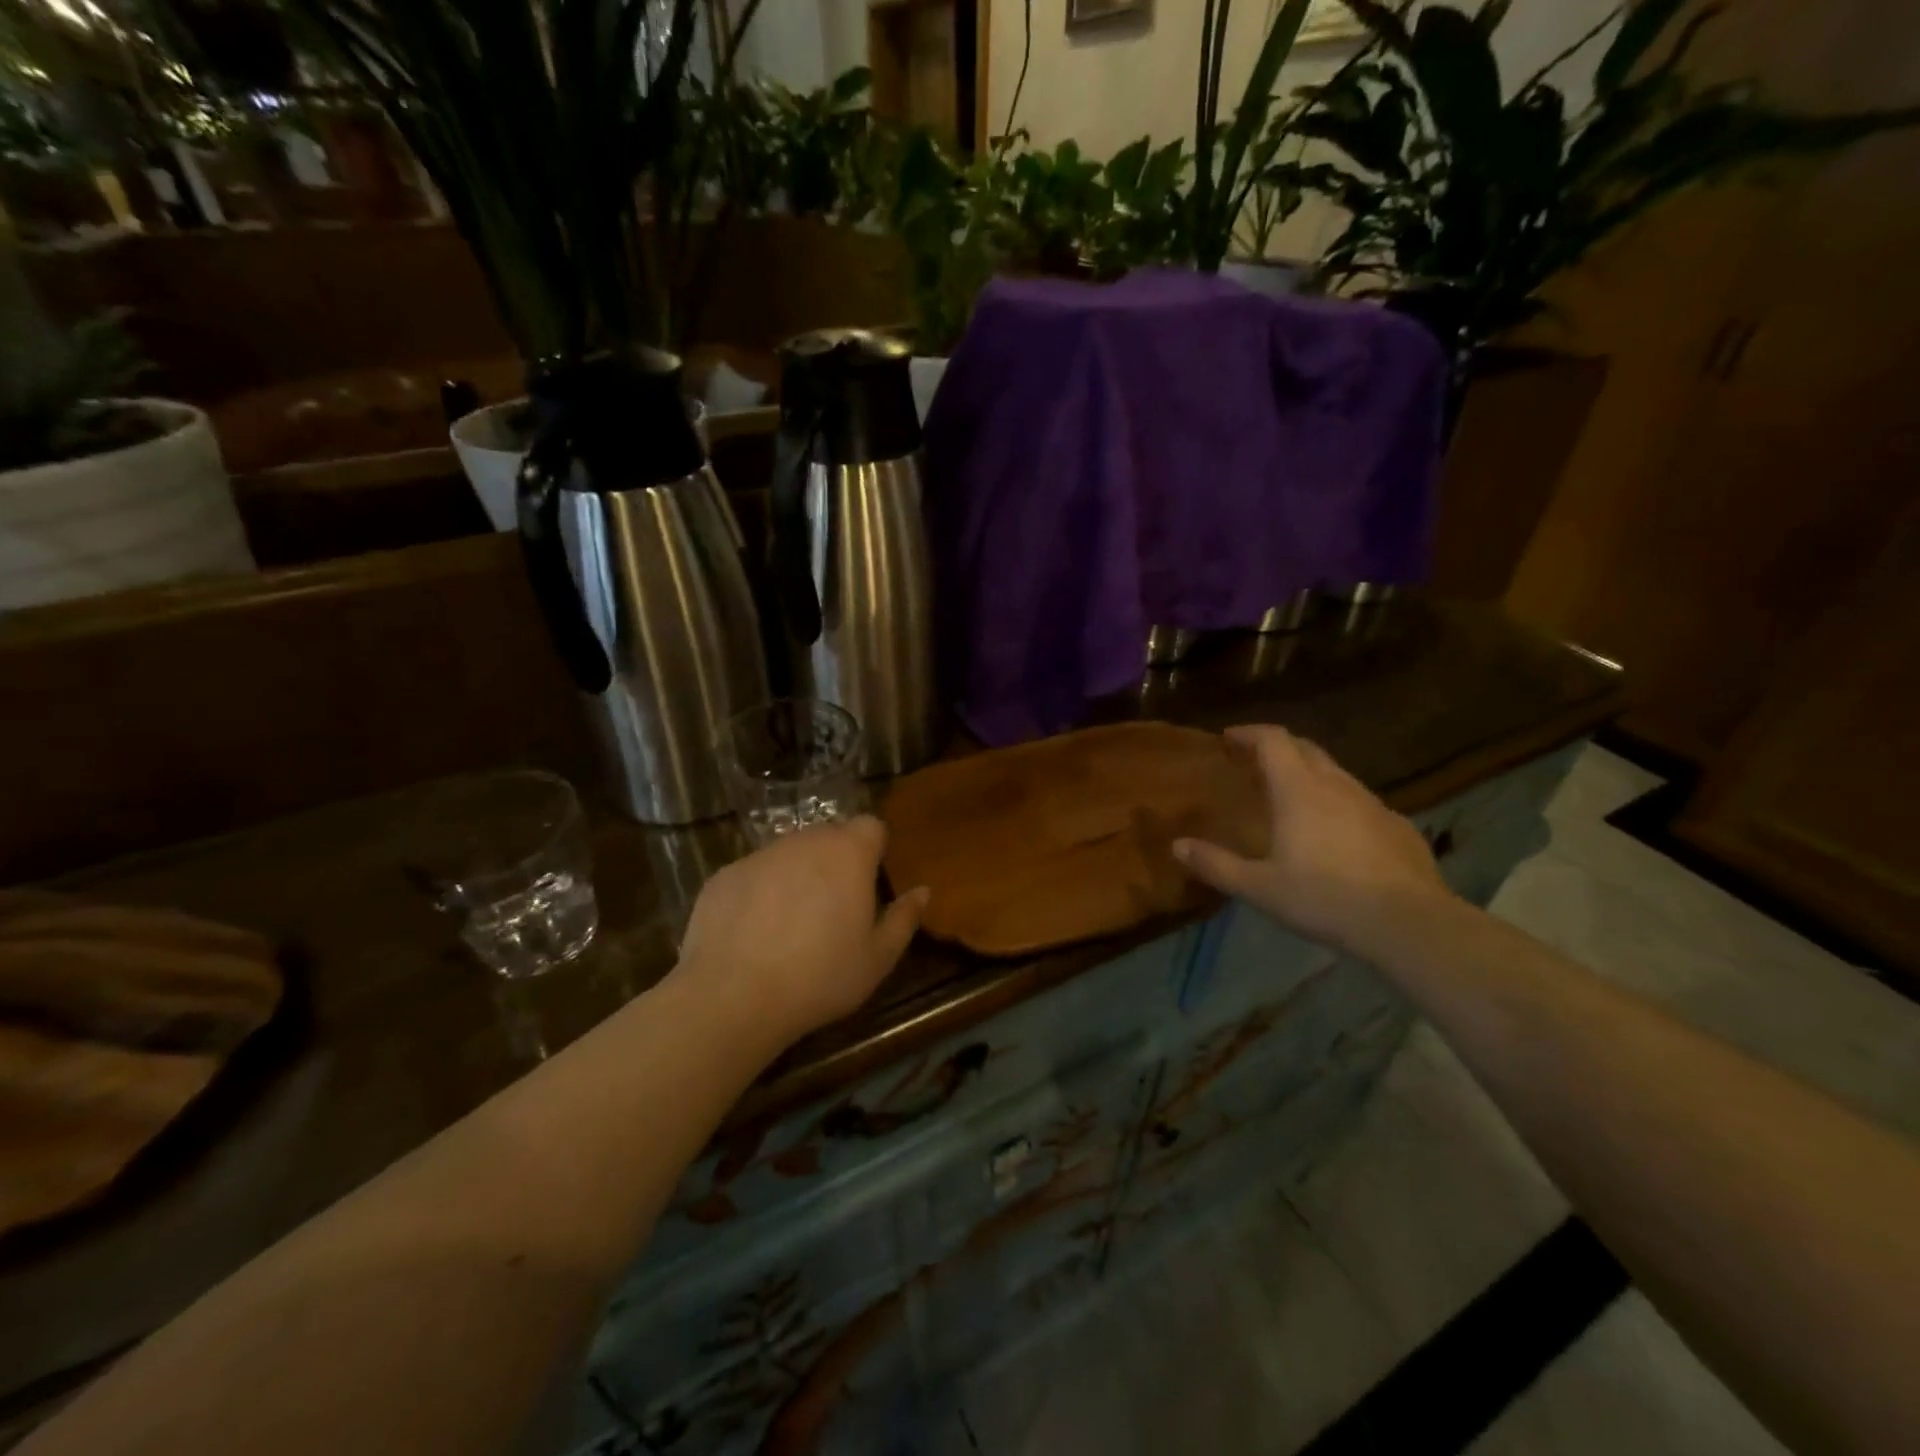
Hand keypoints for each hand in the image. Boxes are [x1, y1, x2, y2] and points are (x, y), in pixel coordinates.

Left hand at [673, 816, 929, 1047]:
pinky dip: (759, 893)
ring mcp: (760, 855)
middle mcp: (804, 842)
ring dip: (797, 875)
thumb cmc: (820, 977)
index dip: (874, 848)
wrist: (733, 996)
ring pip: (789, 854)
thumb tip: (922, 891)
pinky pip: (754, 874)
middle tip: (835, 908)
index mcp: (848, 854)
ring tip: (792, 924)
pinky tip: (754, 934)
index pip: (871, 826)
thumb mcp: (877, 959)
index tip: (871, 881)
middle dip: (836, 861)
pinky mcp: (724, 874)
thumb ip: (903, 919)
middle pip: (829, 836)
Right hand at [1173, 725, 1450, 956]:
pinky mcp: (1399, 827)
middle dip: (1279, 747)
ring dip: (1310, 774)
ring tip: (1293, 797)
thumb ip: (1216, 864)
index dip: (1249, 733)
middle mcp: (1337, 785)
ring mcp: (1373, 804)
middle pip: (1306, 748)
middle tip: (1257, 761)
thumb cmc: (1324, 898)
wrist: (1409, 924)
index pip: (1273, 740)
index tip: (1230, 737)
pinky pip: (1361, 803)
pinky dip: (1340, 805)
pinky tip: (1338, 835)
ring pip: (1336, 774)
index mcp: (1299, 790)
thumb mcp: (1259, 887)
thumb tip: (1177, 846)